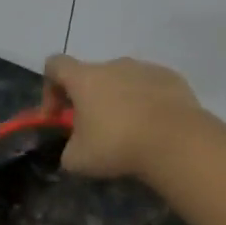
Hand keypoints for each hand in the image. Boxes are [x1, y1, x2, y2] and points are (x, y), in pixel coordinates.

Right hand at [43, 55, 201, 180]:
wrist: (176, 141)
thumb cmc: (117, 145)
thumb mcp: (77, 160)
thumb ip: (68, 150)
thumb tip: (74, 149)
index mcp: (85, 78)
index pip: (55, 65)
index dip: (49, 88)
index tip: (56, 115)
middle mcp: (114, 65)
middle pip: (92, 76)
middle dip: (89, 100)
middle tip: (95, 131)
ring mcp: (146, 68)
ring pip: (123, 81)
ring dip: (119, 100)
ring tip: (129, 131)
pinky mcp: (172, 78)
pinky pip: (150, 87)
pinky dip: (146, 103)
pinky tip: (153, 128)